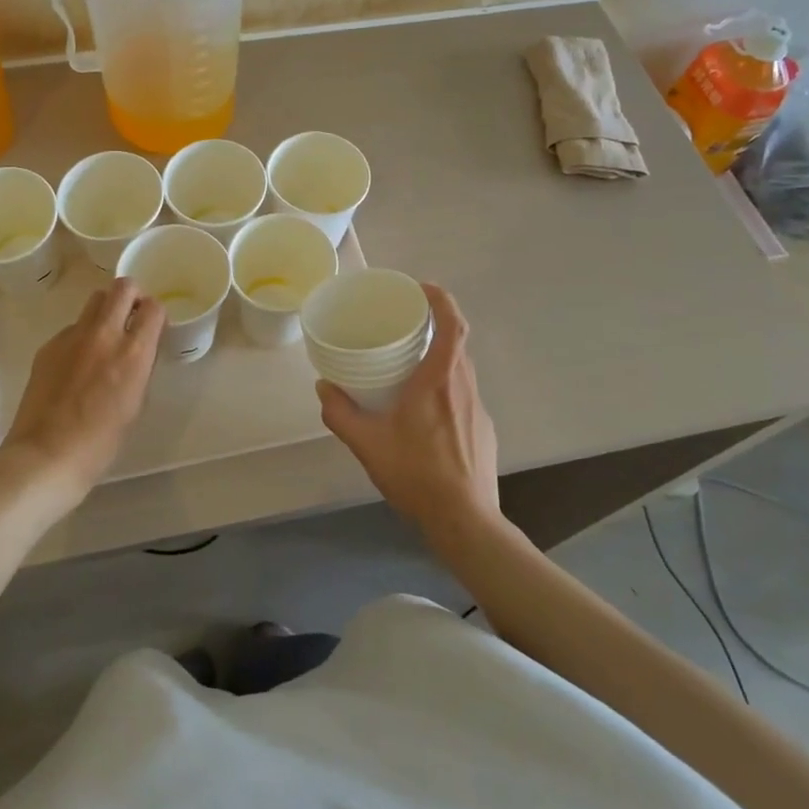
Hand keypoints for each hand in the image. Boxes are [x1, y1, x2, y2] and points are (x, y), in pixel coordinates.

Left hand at [0, 280, 165, 499]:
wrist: (46, 455)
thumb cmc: (101, 441)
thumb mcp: (135, 403)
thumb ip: (139, 368)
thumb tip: (138, 352)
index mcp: (134, 352)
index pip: (153, 307)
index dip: (155, 313)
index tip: (152, 326)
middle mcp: (105, 334)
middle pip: (123, 287)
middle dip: (132, 295)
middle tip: (131, 315)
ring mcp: (72, 336)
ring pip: (94, 300)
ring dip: (106, 309)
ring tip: (104, 335)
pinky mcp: (49, 345)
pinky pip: (71, 327)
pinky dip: (80, 335)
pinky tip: (75, 364)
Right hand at [316, 284, 499, 539]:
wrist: (465, 520)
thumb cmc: (417, 474)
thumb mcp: (368, 443)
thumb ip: (341, 413)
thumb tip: (324, 388)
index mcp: (440, 379)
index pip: (452, 324)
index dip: (441, 299)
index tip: (422, 288)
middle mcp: (464, 386)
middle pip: (457, 343)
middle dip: (434, 327)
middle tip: (405, 326)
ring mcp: (479, 409)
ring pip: (460, 370)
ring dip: (439, 359)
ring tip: (410, 367)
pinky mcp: (484, 430)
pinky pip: (463, 396)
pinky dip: (445, 389)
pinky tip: (425, 415)